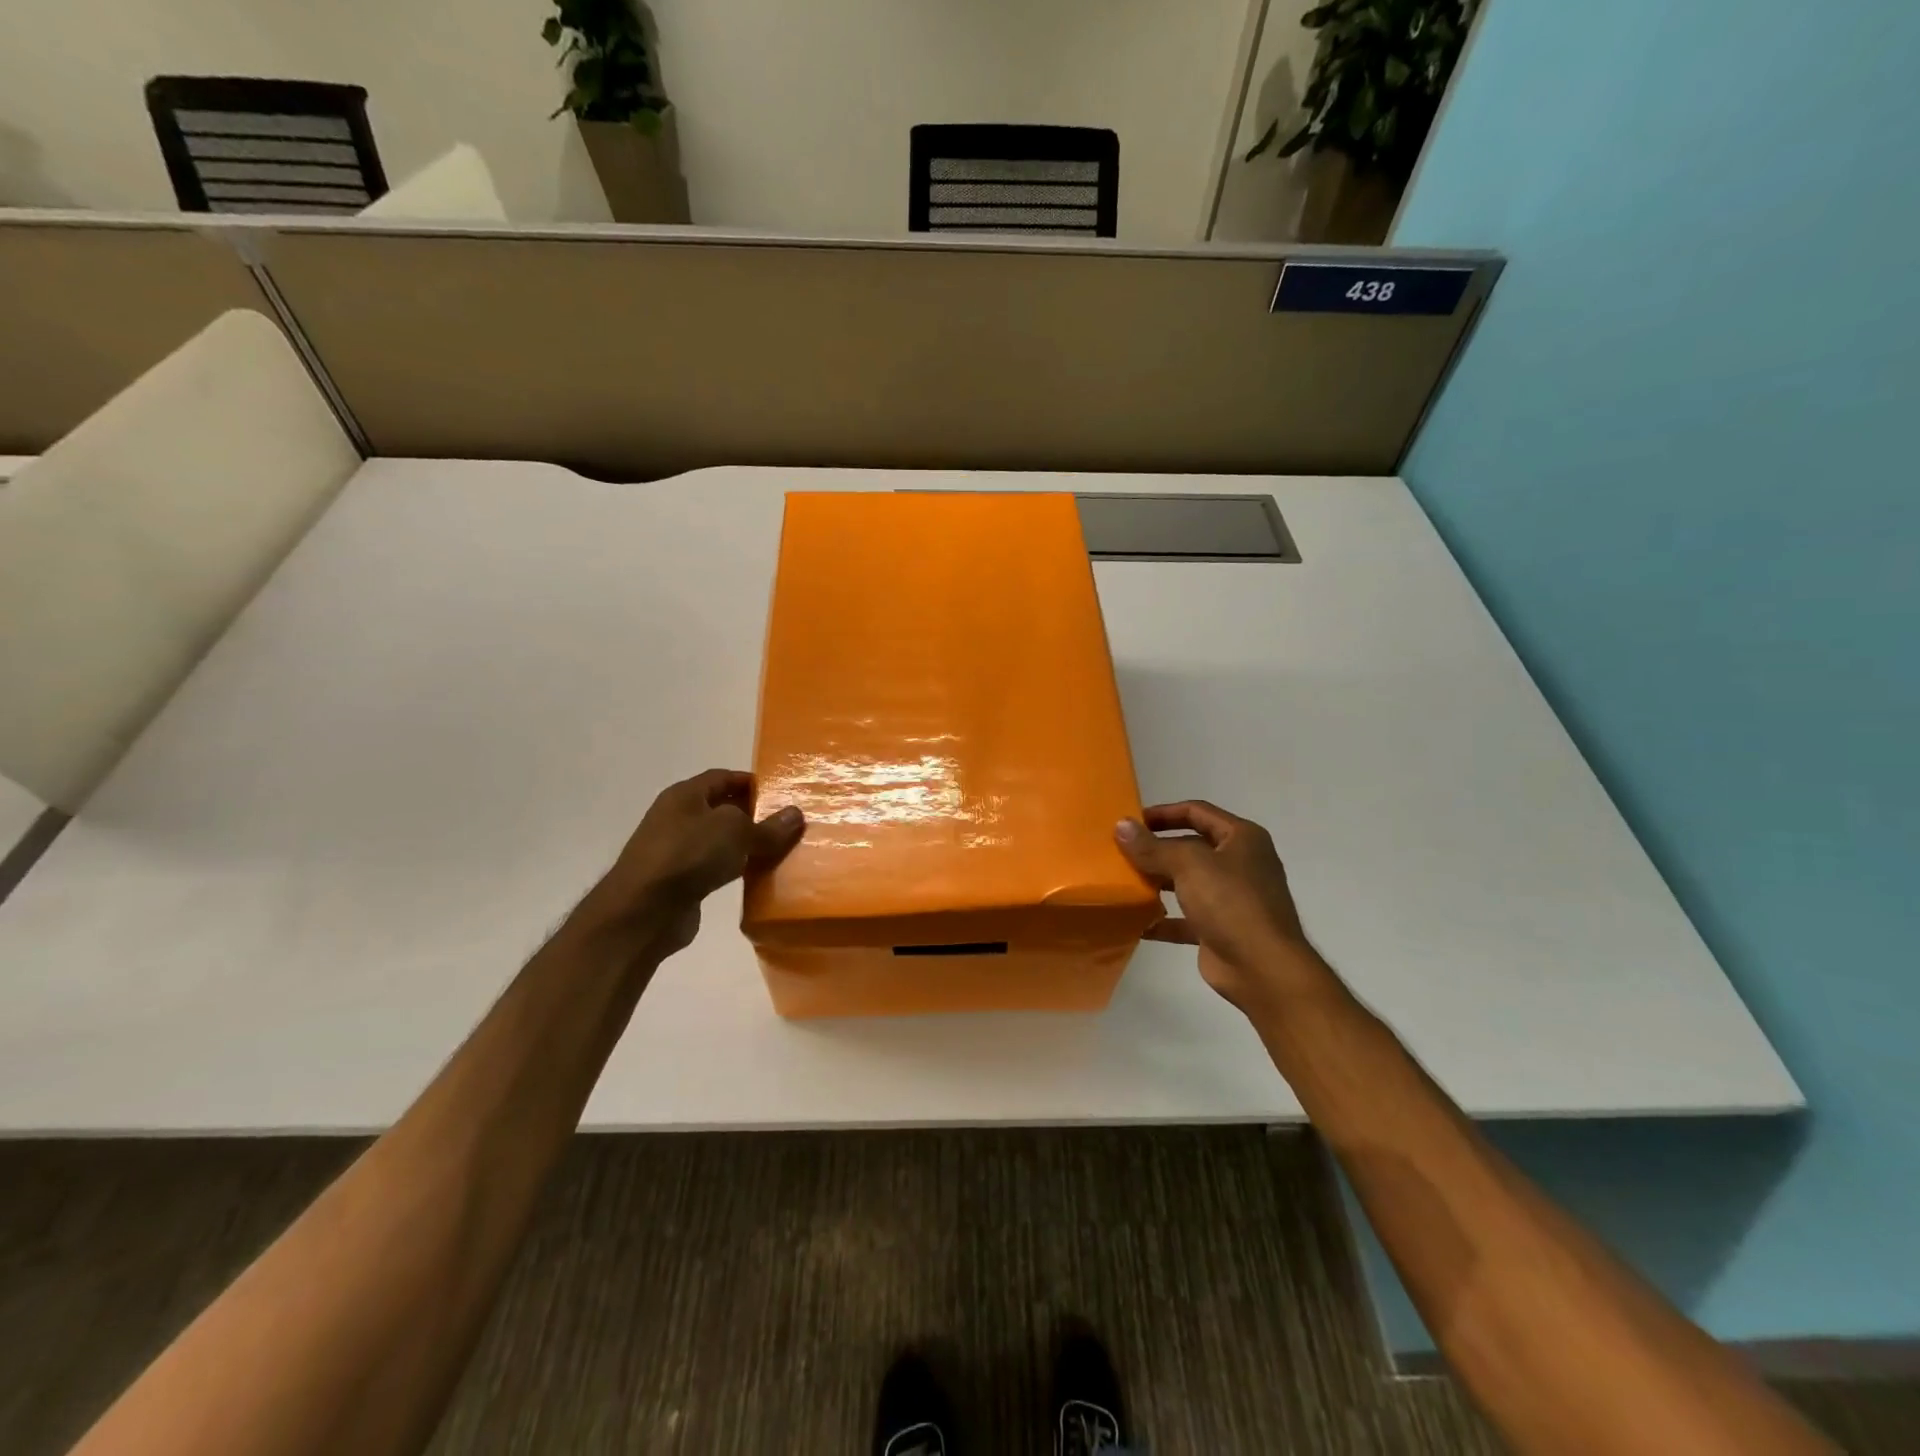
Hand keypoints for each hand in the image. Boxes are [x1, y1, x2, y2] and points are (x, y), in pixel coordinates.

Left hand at [573, 769, 804, 960]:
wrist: (643, 912)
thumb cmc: (688, 855)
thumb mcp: (735, 832)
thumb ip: (767, 826)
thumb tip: (796, 814)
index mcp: (685, 795)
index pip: (723, 777)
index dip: (752, 782)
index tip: (782, 793)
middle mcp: (677, 818)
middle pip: (722, 808)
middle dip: (753, 814)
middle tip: (786, 823)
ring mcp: (676, 851)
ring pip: (720, 840)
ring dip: (746, 844)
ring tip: (779, 849)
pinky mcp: (680, 881)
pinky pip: (715, 867)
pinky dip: (735, 868)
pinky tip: (756, 876)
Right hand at [1115, 801, 1326, 1013]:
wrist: (1263, 969)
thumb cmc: (1231, 902)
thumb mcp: (1188, 864)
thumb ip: (1152, 846)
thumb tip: (1121, 825)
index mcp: (1241, 838)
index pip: (1197, 812)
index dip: (1163, 813)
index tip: (1131, 822)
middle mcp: (1239, 863)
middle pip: (1190, 847)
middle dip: (1156, 849)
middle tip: (1120, 852)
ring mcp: (1231, 898)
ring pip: (1186, 882)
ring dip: (1157, 882)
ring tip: (1123, 882)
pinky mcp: (1220, 929)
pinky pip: (1184, 918)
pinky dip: (1162, 919)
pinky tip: (1135, 921)